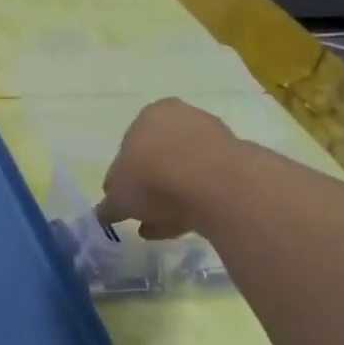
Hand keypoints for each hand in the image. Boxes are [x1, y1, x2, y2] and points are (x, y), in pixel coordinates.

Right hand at [96, 98, 238, 239]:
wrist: (214, 185)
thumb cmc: (152, 177)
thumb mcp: (117, 197)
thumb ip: (109, 205)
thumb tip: (105, 213)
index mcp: (150, 115)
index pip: (130, 145)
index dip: (125, 175)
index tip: (125, 199)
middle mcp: (183, 118)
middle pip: (160, 158)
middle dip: (150, 188)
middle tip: (142, 216)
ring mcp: (215, 139)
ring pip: (185, 174)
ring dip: (170, 200)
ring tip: (159, 228)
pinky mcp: (238, 164)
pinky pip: (207, 187)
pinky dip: (193, 205)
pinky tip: (181, 228)